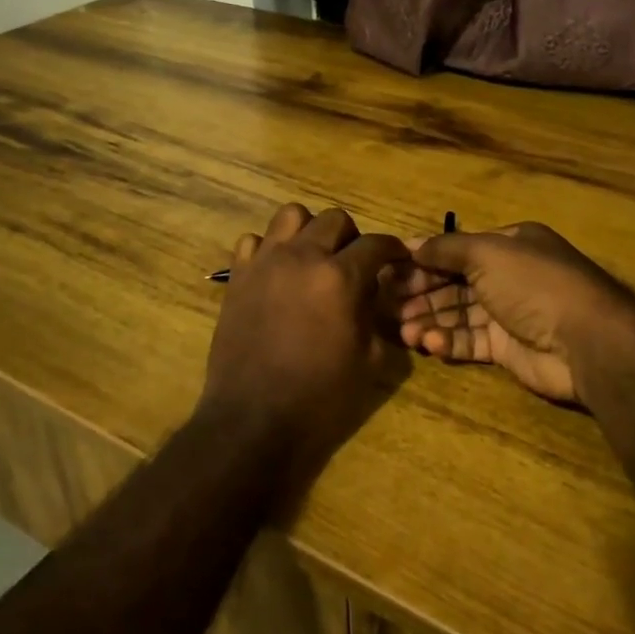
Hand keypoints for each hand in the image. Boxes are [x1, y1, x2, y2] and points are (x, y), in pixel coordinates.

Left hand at [198, 203, 411, 490]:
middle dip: (352, 237)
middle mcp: (303, 257)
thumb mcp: (369, 361)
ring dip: (309, 231)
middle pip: (334, 219)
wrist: (254, 418)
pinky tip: (276, 273)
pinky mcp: (237, 276)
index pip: (376, 243)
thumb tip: (374, 294)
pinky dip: (268, 249)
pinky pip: (253, 241)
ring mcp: (265, 262)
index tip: (397, 258)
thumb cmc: (320, 396)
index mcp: (340, 278)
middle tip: (353, 263)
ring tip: (313, 258)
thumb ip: (376, 317)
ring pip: (291, 215)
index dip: (392, 249)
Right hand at [396, 222, 634, 404]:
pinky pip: (471, 342)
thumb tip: (411, 245)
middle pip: (454, 283)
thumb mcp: (486, 252)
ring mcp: (509, 314)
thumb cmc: (533, 283)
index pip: (456, 250)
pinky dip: (449, 342)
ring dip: (430, 320)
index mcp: (509, 245)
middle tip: (386, 304)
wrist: (586, 340)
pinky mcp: (508, 349)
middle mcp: (509, 276)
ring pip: (459, 315)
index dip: (422, 260)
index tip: (388, 271)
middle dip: (421, 293)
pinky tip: (428, 344)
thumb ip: (446, 248)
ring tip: (402, 330)